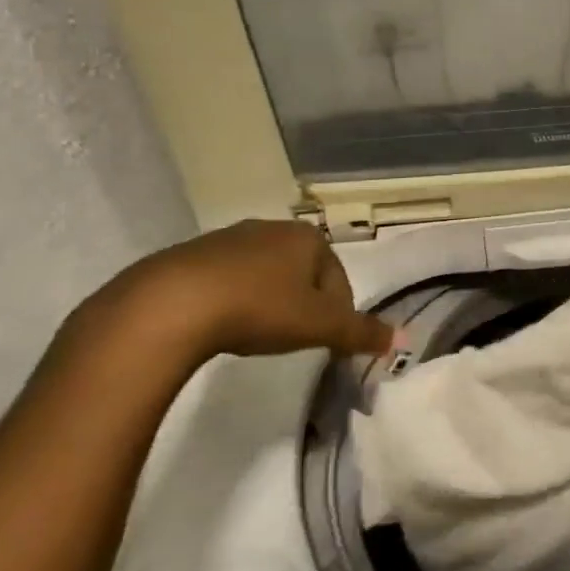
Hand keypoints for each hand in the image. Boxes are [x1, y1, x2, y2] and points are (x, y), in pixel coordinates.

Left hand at [94, 219, 394, 364]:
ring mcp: (226, 239)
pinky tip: (220, 328)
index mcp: (308, 237)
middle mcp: (271, 228)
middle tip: (293, 339)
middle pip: (302, 274)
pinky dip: (231, 302)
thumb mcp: (321, 325)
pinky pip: (224, 280)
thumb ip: (362, 332)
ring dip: (267, 302)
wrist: (169, 305)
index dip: (339, 313)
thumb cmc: (260, 308)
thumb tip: (401, 338)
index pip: (339, 278)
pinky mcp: (186, 256)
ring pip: (263, 275)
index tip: (325, 342)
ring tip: (255, 336)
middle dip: (303, 305)